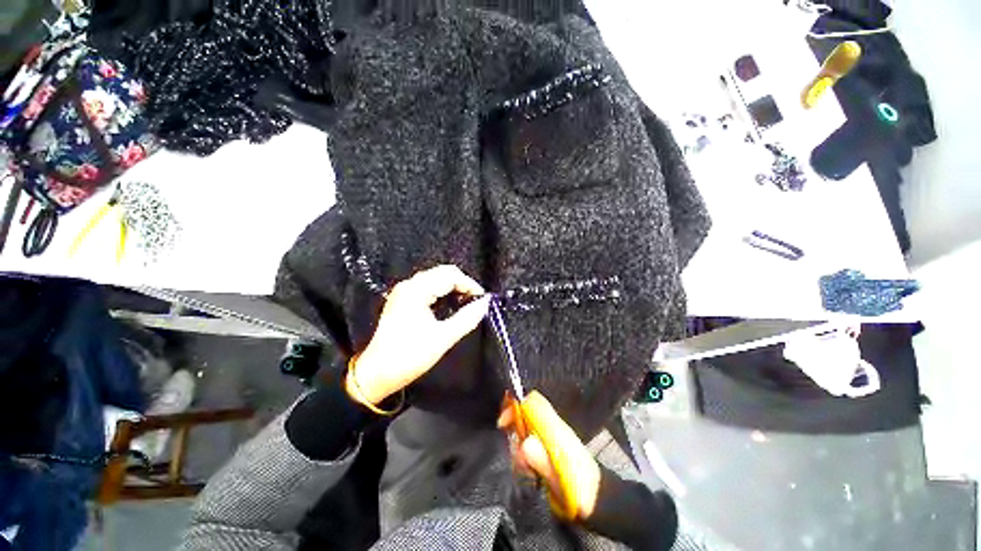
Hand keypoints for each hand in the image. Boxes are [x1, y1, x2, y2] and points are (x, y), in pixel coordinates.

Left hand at [347, 265, 489, 404]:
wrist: (376, 373)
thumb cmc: (409, 356)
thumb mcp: (442, 338)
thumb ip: (466, 319)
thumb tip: (485, 304)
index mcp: (417, 291)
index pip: (450, 276)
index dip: (469, 284)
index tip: (482, 299)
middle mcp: (409, 285)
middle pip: (442, 272)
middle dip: (462, 284)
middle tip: (474, 301)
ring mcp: (404, 291)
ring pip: (435, 278)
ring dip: (452, 287)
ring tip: (465, 303)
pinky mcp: (402, 299)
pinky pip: (427, 286)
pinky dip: (442, 292)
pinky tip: (449, 305)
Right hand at [498, 391, 601, 520]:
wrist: (597, 501)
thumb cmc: (580, 489)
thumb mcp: (560, 478)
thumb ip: (542, 460)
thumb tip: (524, 444)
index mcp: (555, 428)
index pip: (533, 402)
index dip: (516, 405)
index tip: (503, 423)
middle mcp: (550, 429)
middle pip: (524, 417)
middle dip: (514, 433)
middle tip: (518, 456)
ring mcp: (549, 440)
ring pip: (524, 433)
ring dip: (518, 450)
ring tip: (527, 470)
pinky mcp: (547, 452)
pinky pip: (528, 447)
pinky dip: (523, 458)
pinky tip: (529, 472)